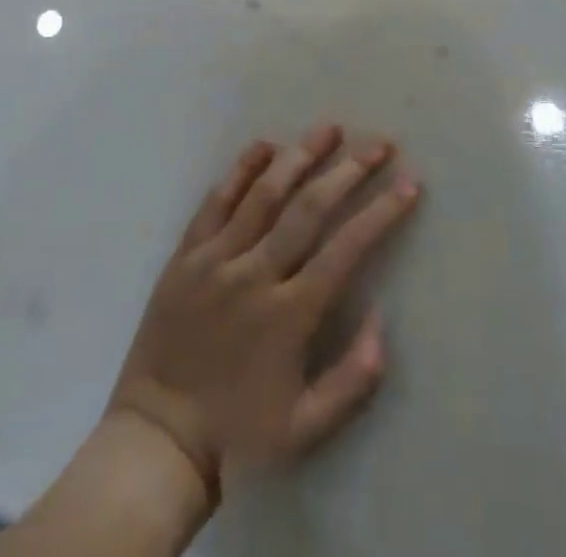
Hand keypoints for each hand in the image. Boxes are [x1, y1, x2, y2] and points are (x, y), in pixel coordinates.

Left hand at [107, 124, 421, 501]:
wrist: (157, 438)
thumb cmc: (237, 434)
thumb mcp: (305, 430)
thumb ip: (352, 381)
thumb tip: (383, 323)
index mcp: (288, 315)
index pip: (345, 249)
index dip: (381, 213)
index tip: (408, 183)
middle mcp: (254, 275)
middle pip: (308, 209)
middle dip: (348, 172)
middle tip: (378, 144)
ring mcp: (216, 259)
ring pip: (264, 194)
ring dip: (300, 156)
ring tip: (329, 128)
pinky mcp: (186, 253)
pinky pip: (215, 201)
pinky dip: (240, 170)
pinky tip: (263, 145)